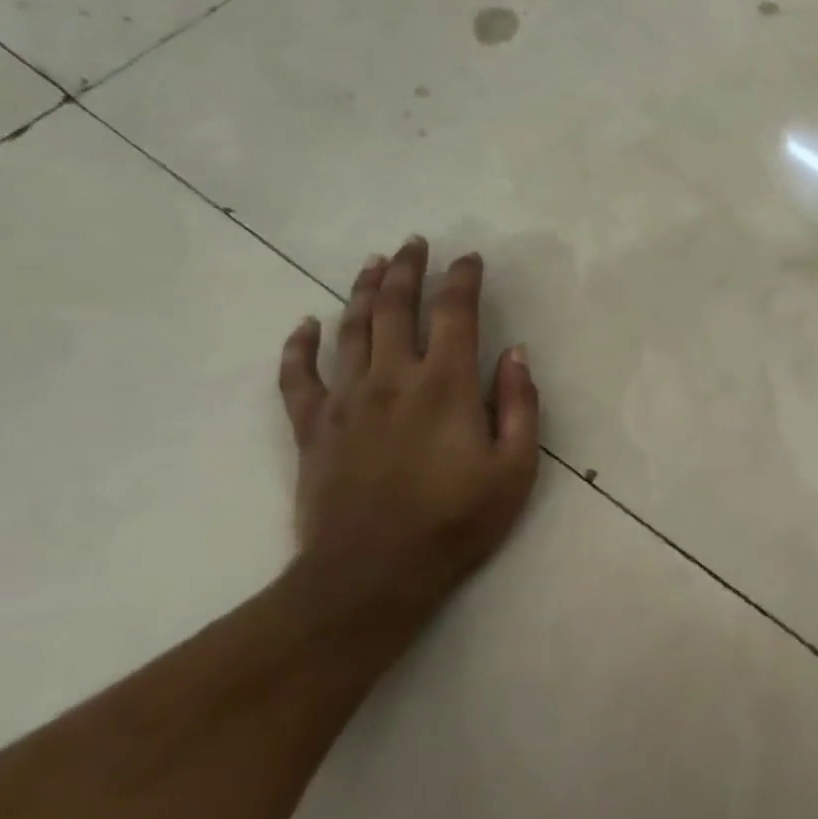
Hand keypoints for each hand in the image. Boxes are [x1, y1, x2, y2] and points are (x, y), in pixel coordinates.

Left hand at [277, 237, 540, 621]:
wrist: (371, 576)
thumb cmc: (456, 522)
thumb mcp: (515, 468)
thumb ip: (520, 405)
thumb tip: (515, 353)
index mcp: (446, 385)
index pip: (455, 313)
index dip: (464, 279)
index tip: (471, 259)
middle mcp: (393, 379)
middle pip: (397, 308)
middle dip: (408, 270)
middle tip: (415, 243)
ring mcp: (346, 401)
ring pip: (351, 330)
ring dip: (363, 291)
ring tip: (373, 263)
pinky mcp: (312, 429)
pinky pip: (297, 377)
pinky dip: (299, 347)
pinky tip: (306, 325)